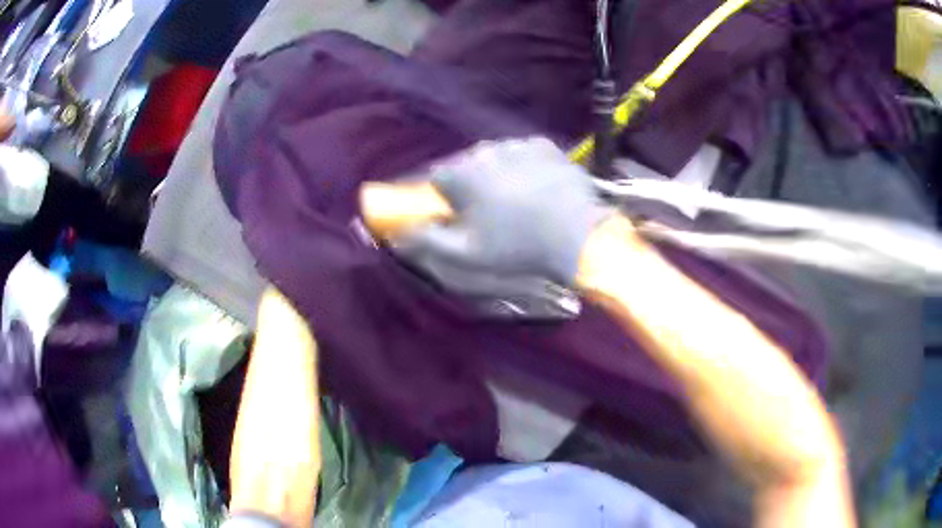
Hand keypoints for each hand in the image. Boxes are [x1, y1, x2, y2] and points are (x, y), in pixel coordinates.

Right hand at [392, 137, 613, 298]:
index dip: (446, 198)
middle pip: (466, 166)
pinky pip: (523, 154)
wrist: (576, 234)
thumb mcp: (465, 254)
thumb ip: (426, 240)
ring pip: (495, 158)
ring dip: (498, 174)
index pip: (436, 179)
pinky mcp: (543, 144)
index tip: (460, 215)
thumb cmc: (516, 247)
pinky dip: (524, 167)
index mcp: (460, 174)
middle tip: (493, 212)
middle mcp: (483, 151)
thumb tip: (397, 232)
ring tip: (519, 201)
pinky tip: (538, 188)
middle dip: (473, 186)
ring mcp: (515, 144)